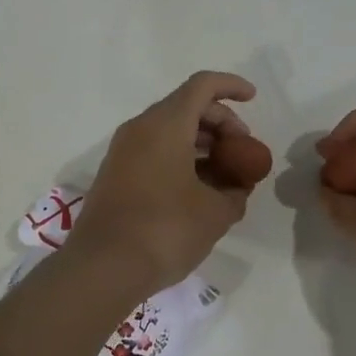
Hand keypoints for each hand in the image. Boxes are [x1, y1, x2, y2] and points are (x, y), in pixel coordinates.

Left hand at [63, 72, 258, 293]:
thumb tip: (238, 186)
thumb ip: (236, 191)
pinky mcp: (116, 174)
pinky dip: (181, 158)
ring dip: (201, 143)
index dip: (231, 86)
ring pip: (169, 130)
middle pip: (187, 106)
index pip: (202, 86)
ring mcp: (123, 151)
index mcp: (166, 125)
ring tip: (226, 174)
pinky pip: (154, 150)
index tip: (253, 98)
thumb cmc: (165, 230)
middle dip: (220, 122)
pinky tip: (199, 189)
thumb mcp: (216, 213)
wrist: (103, 268)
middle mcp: (141, 128)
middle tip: (242, 152)